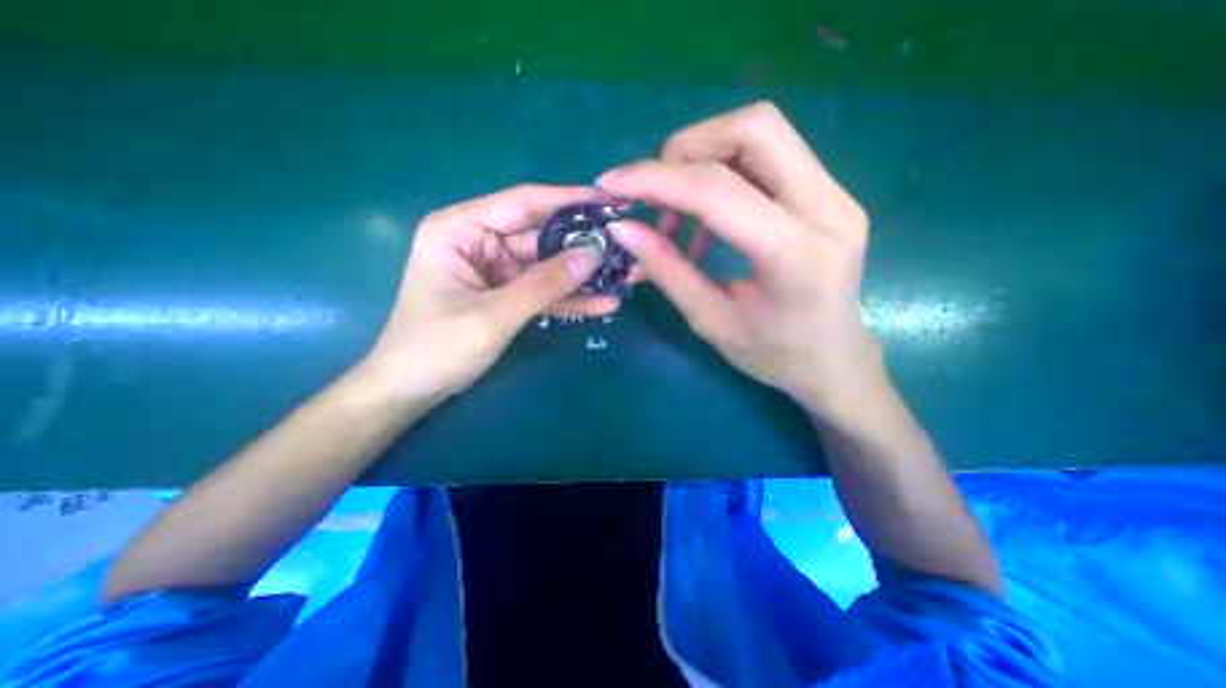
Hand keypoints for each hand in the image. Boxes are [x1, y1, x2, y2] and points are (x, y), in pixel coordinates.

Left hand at [361, 182, 612, 397]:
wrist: (413, 389)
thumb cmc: (437, 347)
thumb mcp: (493, 315)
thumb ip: (544, 285)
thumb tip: (593, 255)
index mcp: (461, 228)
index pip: (524, 203)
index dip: (569, 200)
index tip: (610, 200)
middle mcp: (481, 241)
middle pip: (542, 235)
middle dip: (583, 243)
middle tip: (626, 245)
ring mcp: (497, 269)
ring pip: (549, 265)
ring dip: (583, 274)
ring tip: (623, 275)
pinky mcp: (509, 293)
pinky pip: (544, 290)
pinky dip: (570, 298)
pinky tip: (603, 303)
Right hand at [596, 101, 875, 419]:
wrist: (833, 360)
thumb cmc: (773, 355)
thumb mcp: (710, 320)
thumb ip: (667, 270)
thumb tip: (623, 228)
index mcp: (796, 255)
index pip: (719, 190)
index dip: (657, 179)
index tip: (611, 183)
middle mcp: (828, 209)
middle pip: (754, 128)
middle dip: (688, 150)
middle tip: (656, 194)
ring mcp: (836, 194)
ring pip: (762, 132)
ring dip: (705, 157)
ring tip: (678, 210)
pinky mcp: (829, 193)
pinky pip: (768, 155)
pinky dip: (724, 171)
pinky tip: (706, 215)